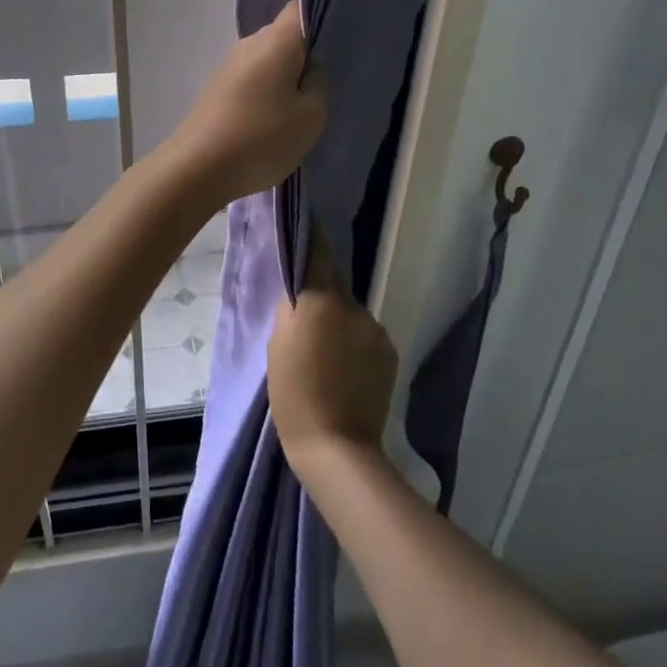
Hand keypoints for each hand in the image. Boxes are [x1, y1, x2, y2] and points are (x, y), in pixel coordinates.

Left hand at [165, 0, 325, 207]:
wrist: (197, 168)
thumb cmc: (261, 138)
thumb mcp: (311, 115)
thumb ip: (319, 83)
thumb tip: (310, 68)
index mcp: (276, 40)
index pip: (300, 8)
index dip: (321, 20)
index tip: (337, 46)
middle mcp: (249, 43)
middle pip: (285, 37)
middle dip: (306, 56)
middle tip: (326, 87)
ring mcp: (229, 66)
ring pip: (268, 61)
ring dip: (285, 79)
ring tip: (301, 111)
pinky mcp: (218, 88)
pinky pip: (252, 80)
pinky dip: (266, 94)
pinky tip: (273, 122)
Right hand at [269, 235, 397, 479]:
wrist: (337, 447)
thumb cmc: (294, 394)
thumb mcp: (277, 344)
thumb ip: (291, 309)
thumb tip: (301, 292)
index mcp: (322, 299)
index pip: (318, 252)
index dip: (311, 234)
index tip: (305, 219)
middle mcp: (354, 305)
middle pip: (334, 287)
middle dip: (321, 296)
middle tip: (304, 321)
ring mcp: (376, 330)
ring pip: (350, 315)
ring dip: (339, 323)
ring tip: (325, 355)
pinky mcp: (389, 352)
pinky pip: (366, 336)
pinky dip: (354, 344)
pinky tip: (345, 370)